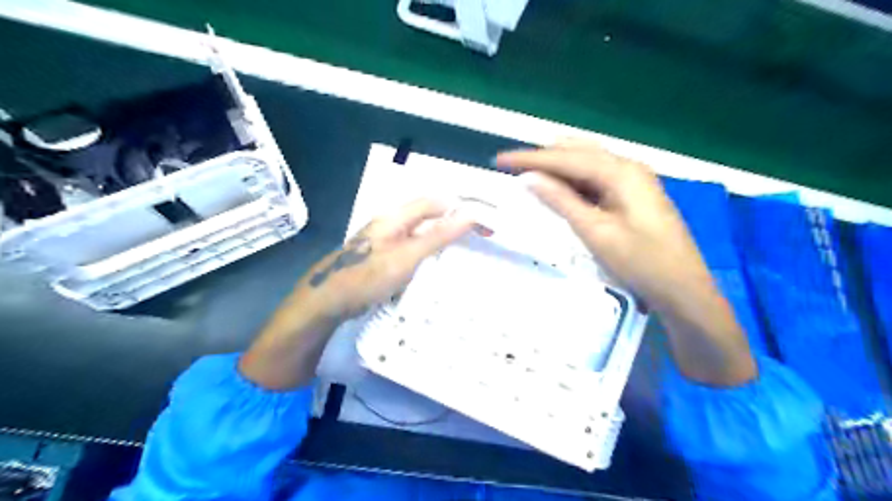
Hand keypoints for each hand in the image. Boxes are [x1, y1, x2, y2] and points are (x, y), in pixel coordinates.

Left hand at [297, 198, 480, 321]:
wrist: (327, 302)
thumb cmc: (366, 277)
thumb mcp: (407, 257)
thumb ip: (438, 236)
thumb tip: (470, 214)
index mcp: (395, 217)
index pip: (436, 203)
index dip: (462, 209)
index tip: (484, 226)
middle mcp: (391, 224)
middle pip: (429, 216)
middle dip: (454, 224)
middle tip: (478, 241)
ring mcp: (385, 242)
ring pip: (421, 233)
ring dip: (443, 239)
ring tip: (464, 253)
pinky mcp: (383, 258)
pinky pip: (413, 249)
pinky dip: (429, 254)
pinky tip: (437, 267)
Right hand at [495, 141, 711, 310]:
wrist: (684, 290)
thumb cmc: (641, 262)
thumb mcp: (596, 232)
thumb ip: (562, 201)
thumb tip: (531, 178)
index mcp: (621, 172)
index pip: (566, 158)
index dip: (530, 158)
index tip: (501, 159)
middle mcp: (628, 167)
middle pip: (578, 152)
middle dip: (543, 158)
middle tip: (513, 167)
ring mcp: (634, 180)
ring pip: (587, 163)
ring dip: (558, 167)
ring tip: (529, 174)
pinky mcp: (634, 195)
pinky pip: (597, 178)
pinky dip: (574, 180)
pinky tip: (560, 188)